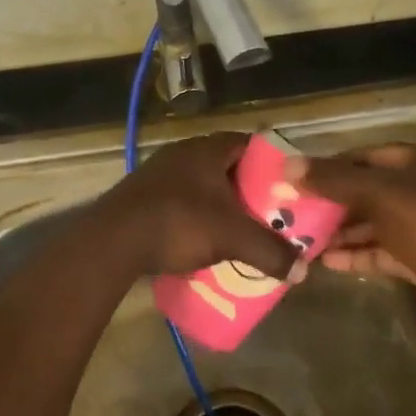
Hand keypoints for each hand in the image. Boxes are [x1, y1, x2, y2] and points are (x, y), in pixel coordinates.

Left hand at [93, 133, 300, 280]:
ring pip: (201, 183)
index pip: (249, 143)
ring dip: (219, 203)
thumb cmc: (179, 223)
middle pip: (226, 165)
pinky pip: (180, 200)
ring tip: (239, 227)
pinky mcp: (142, 196)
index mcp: (207, 149)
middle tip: (269, 211)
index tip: (288, 185)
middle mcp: (183, 153)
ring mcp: (158, 173)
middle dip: (248, 188)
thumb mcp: (232, 238)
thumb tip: (303, 271)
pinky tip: (202, 237)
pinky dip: (196, 215)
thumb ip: (269, 252)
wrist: (112, 241)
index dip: (272, 162)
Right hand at [288, 143, 415, 325]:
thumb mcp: (380, 194)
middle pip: (364, 190)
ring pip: (369, 222)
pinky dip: (354, 253)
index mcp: (415, 161)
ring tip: (300, 239)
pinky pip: (378, 250)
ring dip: (338, 231)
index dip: (328, 166)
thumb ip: (334, 180)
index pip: (361, 156)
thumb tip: (288, 166)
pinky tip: (324, 261)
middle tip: (292, 212)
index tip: (295, 180)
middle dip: (329, 202)